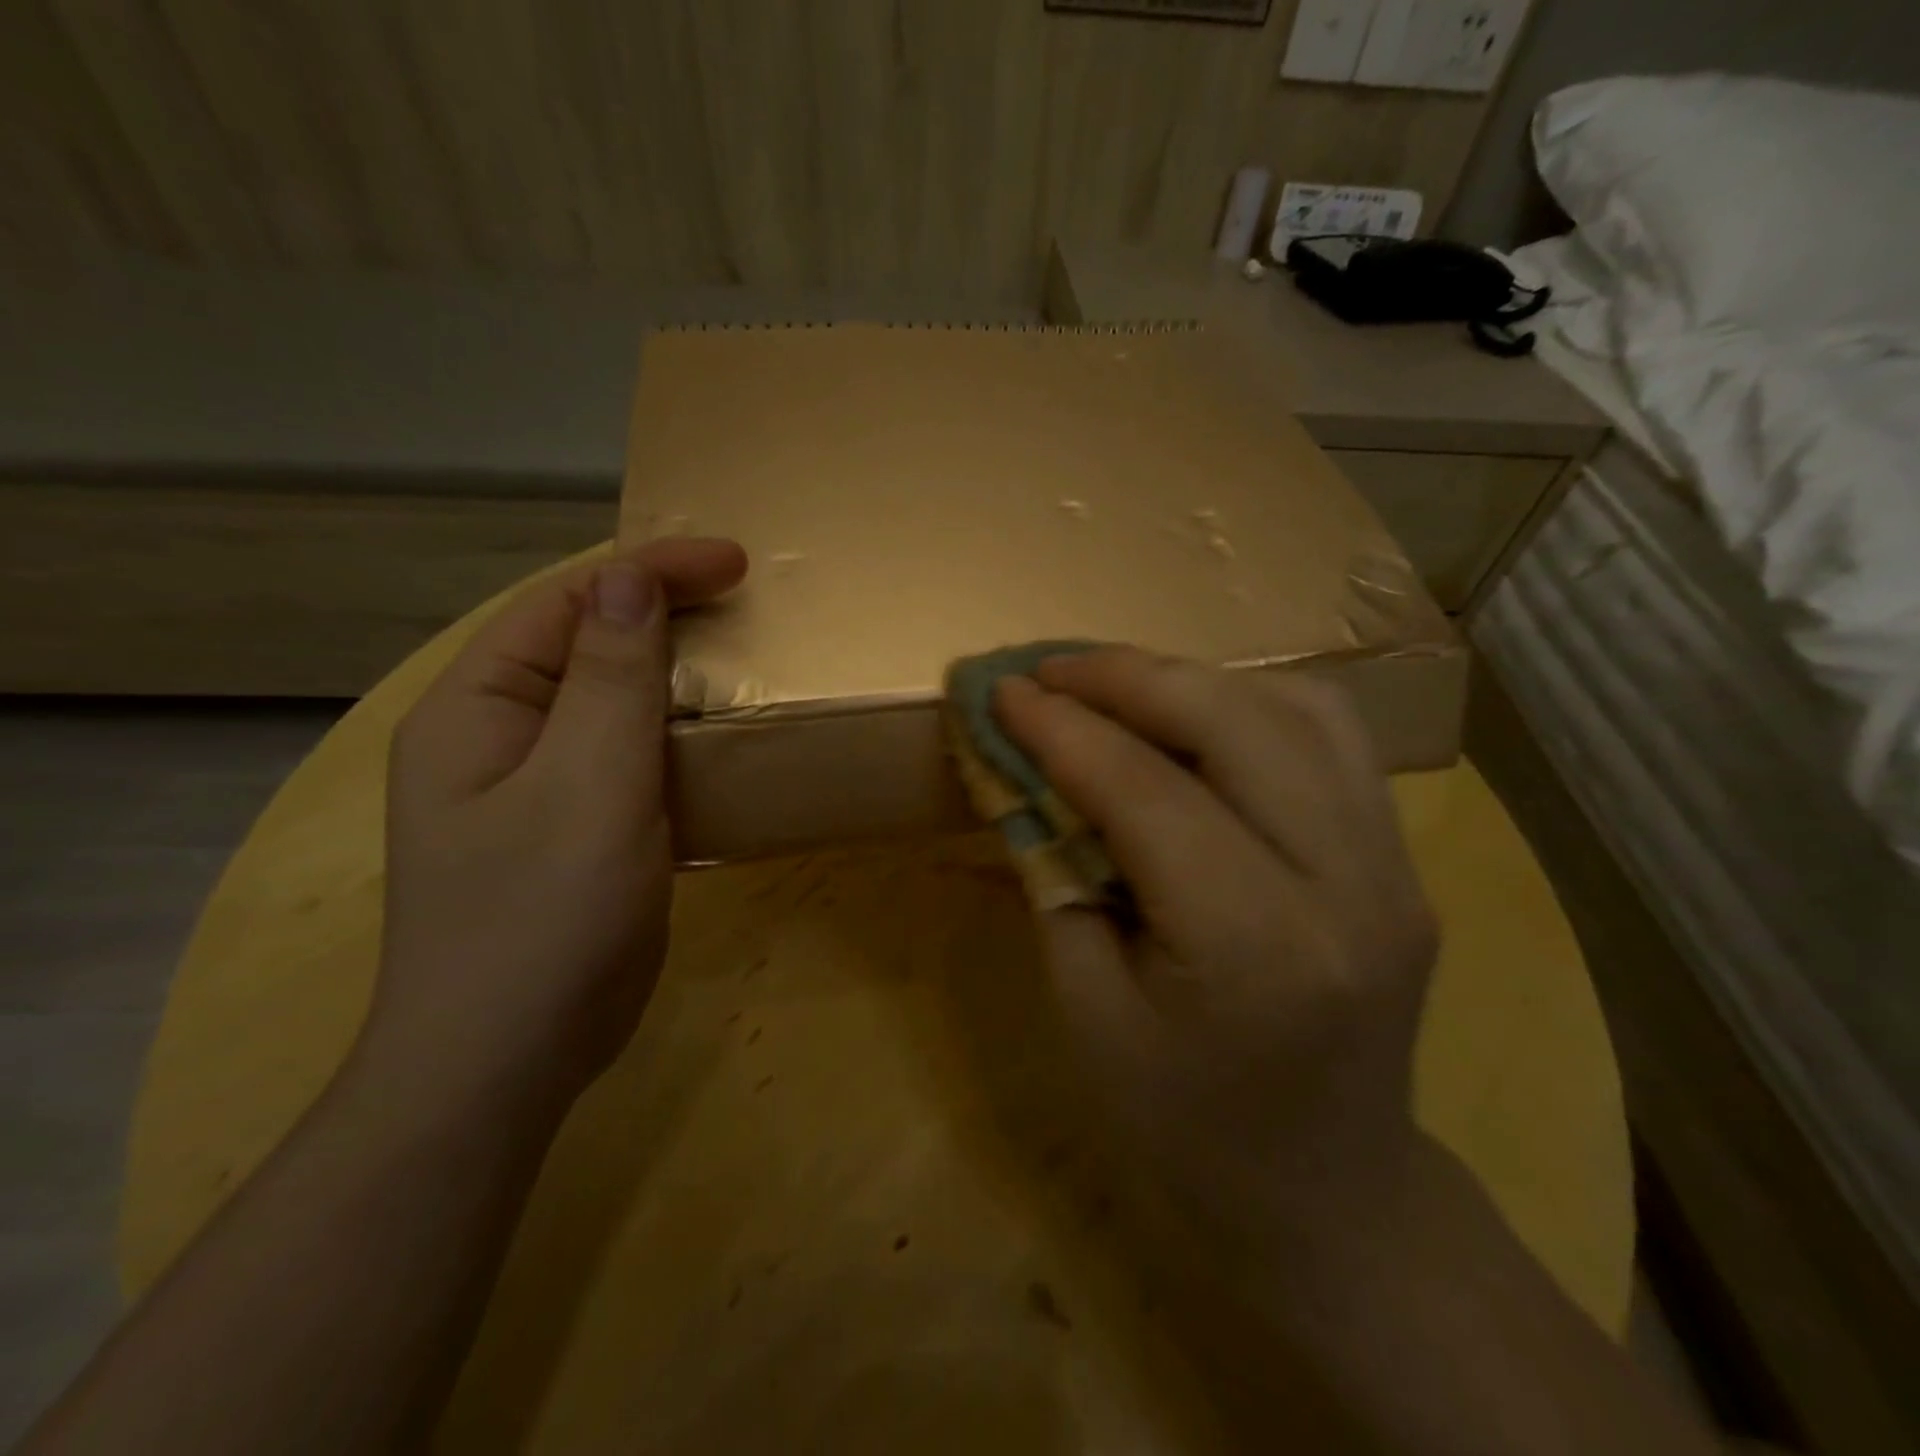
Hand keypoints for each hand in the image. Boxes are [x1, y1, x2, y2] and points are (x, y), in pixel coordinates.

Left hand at [363, 538, 748, 1110]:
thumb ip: (610, 678)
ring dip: (678, 679)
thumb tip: (630, 577)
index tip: (735, 564)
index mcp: (480, 707)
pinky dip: (680, 738)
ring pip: (616, 704)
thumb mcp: (586, 784)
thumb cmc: (542, 916)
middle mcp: (501, 735)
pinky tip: (723, 744)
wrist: (510, 1061)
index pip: (568, 603)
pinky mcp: (580, 830)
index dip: (650, 569)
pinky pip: (633, 758)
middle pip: (588, 645)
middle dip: (666, 616)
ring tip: (747, 666)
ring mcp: (540, 787)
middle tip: (748, 608)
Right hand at [993, 647, 1439, 1240]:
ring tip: (1110, 683)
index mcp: (1256, 949)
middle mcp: (1347, 886)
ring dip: (1188, 678)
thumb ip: (1053, 876)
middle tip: (1048, 668)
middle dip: (1126, 676)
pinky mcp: (1402, 857)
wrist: (1327, 1194)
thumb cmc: (1184, 1125)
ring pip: (1294, 708)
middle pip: (1234, 723)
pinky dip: (1247, 702)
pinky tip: (1191, 713)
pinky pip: (1329, 737)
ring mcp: (1394, 864)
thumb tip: (1022, 771)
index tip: (999, 691)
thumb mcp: (1086, 1010)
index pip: (1146, 792)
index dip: (1062, 730)